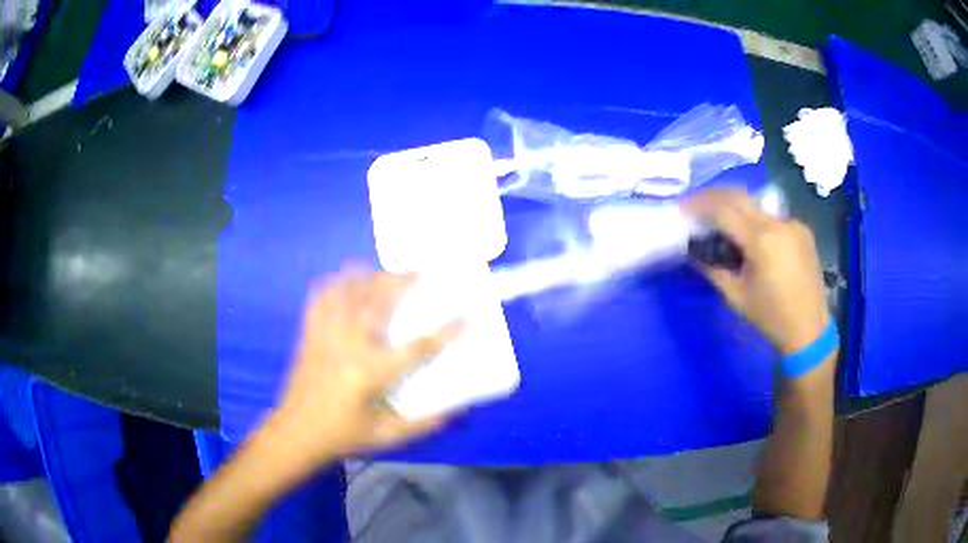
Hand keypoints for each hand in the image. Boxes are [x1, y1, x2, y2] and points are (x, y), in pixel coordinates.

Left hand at [264, 268, 461, 463]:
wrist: (296, 433)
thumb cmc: (343, 436)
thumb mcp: (387, 436)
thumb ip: (423, 424)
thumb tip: (457, 412)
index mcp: (371, 373)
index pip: (417, 348)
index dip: (444, 332)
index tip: (464, 316)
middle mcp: (349, 346)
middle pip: (379, 302)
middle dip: (402, 282)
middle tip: (420, 273)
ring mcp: (326, 335)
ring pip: (348, 291)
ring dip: (369, 278)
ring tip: (385, 275)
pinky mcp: (310, 333)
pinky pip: (321, 298)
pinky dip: (335, 284)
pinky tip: (347, 283)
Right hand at [683, 190, 827, 355]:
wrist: (809, 329)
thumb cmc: (770, 317)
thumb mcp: (736, 296)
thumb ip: (713, 268)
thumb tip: (693, 250)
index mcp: (761, 240)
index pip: (723, 209)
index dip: (699, 205)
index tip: (683, 208)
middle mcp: (778, 223)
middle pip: (739, 196)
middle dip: (714, 197)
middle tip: (697, 205)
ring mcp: (793, 223)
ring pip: (756, 205)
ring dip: (735, 208)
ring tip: (722, 221)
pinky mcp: (802, 229)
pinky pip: (773, 217)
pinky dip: (756, 220)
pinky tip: (752, 236)